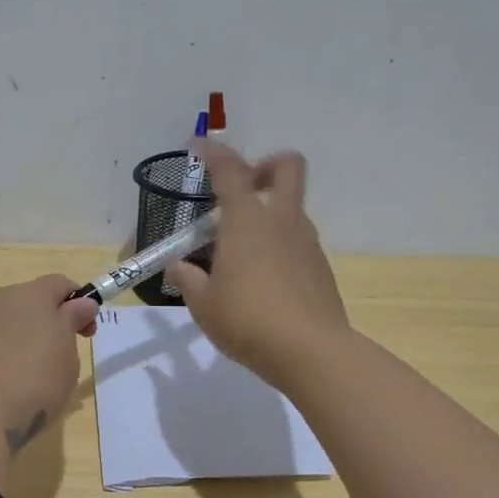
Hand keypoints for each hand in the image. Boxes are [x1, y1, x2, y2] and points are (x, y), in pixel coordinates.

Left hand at [0, 275, 98, 449]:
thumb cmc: (33, 382)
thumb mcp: (67, 355)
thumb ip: (72, 323)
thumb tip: (81, 303)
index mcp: (29, 296)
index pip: (59, 284)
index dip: (77, 303)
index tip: (84, 333)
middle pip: (25, 303)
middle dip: (41, 324)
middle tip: (53, 360)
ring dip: (11, 342)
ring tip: (18, 381)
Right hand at [170, 140, 349, 387]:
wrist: (312, 352)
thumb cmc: (247, 320)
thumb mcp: (204, 304)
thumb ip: (189, 280)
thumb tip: (178, 267)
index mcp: (246, 221)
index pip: (230, 170)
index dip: (214, 152)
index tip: (199, 145)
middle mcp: (281, 221)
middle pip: (287, 167)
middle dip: (266, 165)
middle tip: (244, 185)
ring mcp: (306, 243)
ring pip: (293, 206)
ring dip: (271, 210)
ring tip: (242, 247)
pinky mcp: (320, 268)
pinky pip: (298, 240)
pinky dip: (280, 243)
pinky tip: (263, 277)